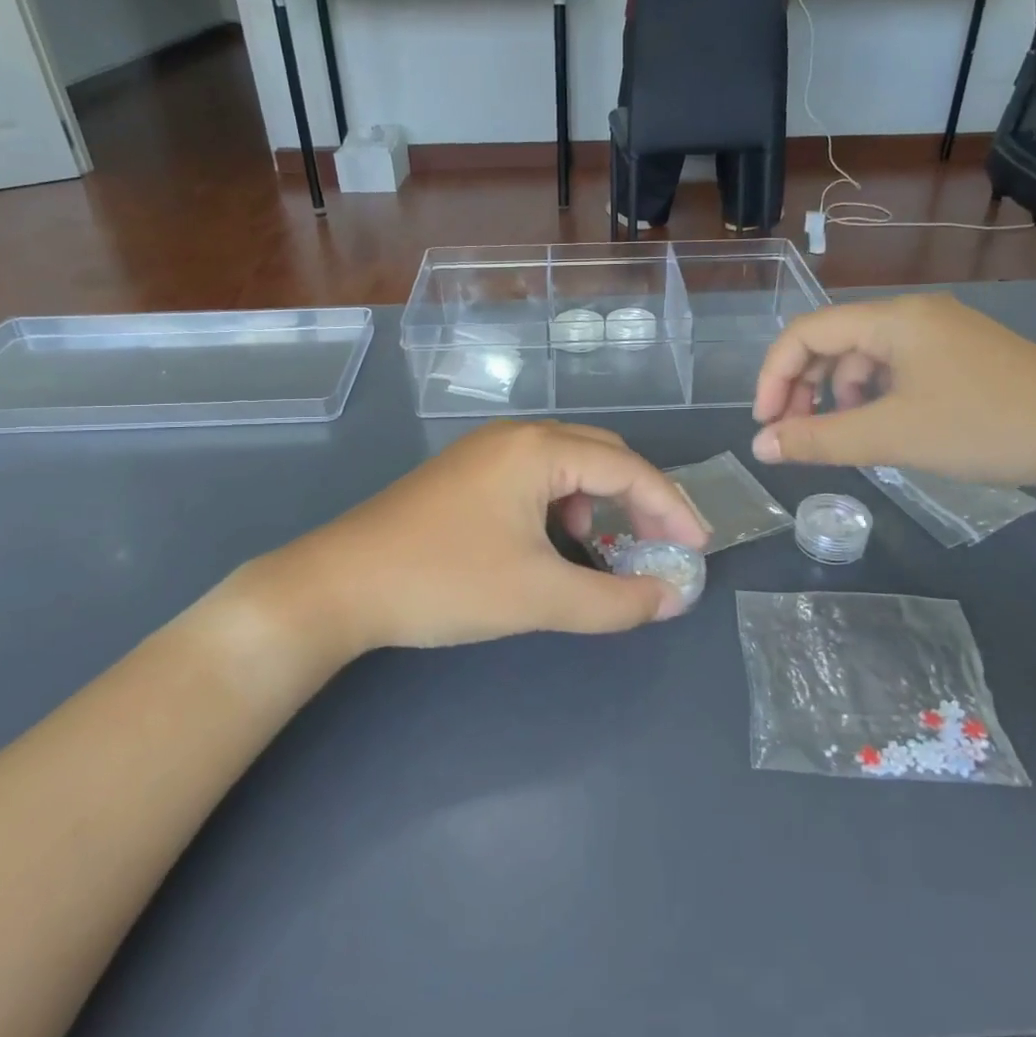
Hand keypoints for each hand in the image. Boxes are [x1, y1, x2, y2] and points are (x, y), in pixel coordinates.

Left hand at [222, 422, 709, 657]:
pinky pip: (536, 476)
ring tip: (603, 547)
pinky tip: (551, 541)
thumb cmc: (444, 582)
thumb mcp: (539, 597)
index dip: (672, 509)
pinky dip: (562, 504)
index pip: (629, 469)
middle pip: (602, 455)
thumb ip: (614, 601)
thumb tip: (671, 599)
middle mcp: (516, 436)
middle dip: (640, 499)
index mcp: (539, 448)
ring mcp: (486, 452)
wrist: (337, 586)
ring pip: (568, 463)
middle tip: (662, 545)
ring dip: (599, 501)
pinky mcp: (465, 474)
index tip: (697, 550)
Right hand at [749, 296, 1035, 495]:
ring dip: (837, 395)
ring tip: (840, 436)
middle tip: (791, 434)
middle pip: (832, 341)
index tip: (765, 425)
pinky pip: (896, 369)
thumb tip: (760, 448)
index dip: (773, 376)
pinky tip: (882, 427)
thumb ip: (818, 440)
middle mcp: (912, 315)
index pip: (805, 333)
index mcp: (892, 319)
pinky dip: (873, 397)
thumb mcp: (892, 436)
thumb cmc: (985, 426)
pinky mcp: (962, 356)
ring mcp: (941, 333)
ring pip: (864, 357)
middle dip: (802, 387)